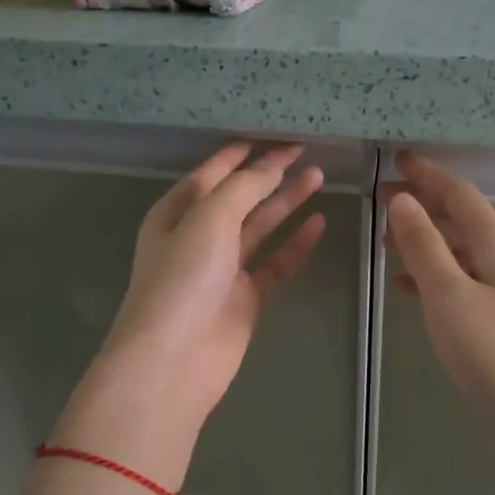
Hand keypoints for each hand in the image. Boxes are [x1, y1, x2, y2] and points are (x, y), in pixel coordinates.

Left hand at [95, 143, 325, 427]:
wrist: (175, 358)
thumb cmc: (184, 278)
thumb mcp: (210, 218)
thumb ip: (244, 188)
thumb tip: (271, 165)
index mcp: (177, 212)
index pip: (213, 172)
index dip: (243, 153)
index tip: (276, 136)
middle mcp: (197, 236)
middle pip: (239, 196)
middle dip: (270, 174)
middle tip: (306, 152)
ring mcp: (222, 269)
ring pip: (260, 227)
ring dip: (286, 203)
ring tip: (318, 177)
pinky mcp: (244, 297)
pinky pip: (274, 263)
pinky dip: (295, 244)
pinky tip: (318, 223)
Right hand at [385, 150, 494, 434]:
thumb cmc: (493, 351)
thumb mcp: (449, 294)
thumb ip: (424, 245)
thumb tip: (403, 200)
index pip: (459, 194)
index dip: (428, 175)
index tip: (397, 159)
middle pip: (460, 217)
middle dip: (422, 202)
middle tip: (382, 195)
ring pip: (457, 248)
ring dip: (423, 237)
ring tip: (386, 237)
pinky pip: (458, 278)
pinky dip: (431, 272)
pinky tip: (406, 284)